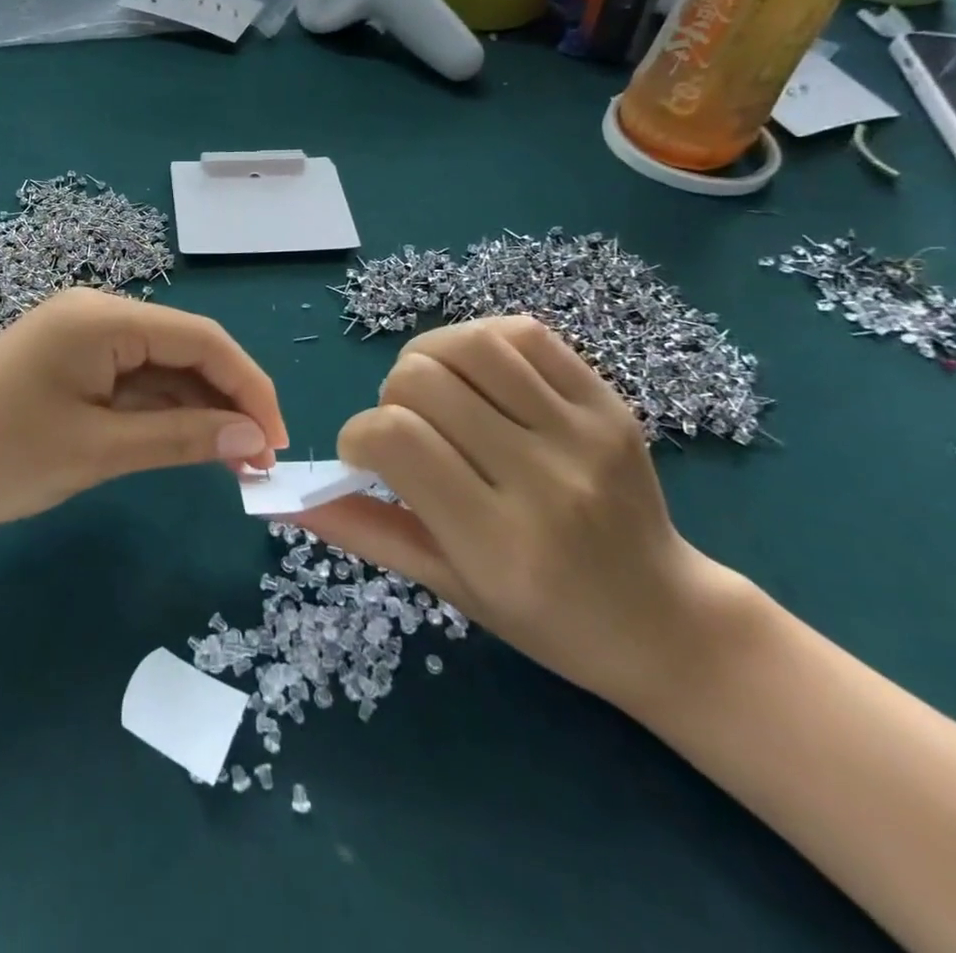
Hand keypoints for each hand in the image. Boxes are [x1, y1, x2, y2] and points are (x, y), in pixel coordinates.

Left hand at [0, 288, 287, 534]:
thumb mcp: (96, 451)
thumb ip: (181, 439)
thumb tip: (255, 438)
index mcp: (104, 317)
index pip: (203, 341)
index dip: (250, 388)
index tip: (279, 442)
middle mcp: (97, 313)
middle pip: (185, 349)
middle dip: (227, 401)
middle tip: (258, 461)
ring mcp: (80, 337)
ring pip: (160, 367)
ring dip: (197, 410)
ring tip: (233, 461)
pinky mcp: (68, 362)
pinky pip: (130, 380)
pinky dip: (160, 412)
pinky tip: (187, 443)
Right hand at [295, 315, 738, 710]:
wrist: (665, 621)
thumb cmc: (546, 620)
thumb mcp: (448, 587)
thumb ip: (366, 532)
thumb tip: (290, 497)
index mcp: (497, 540)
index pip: (394, 439)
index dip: (356, 436)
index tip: (365, 459)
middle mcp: (542, 478)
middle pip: (421, 378)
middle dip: (390, 397)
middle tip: (406, 430)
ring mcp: (582, 432)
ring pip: (469, 343)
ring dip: (428, 358)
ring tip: (435, 392)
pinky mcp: (608, 402)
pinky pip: (524, 333)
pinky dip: (478, 341)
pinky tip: (476, 375)